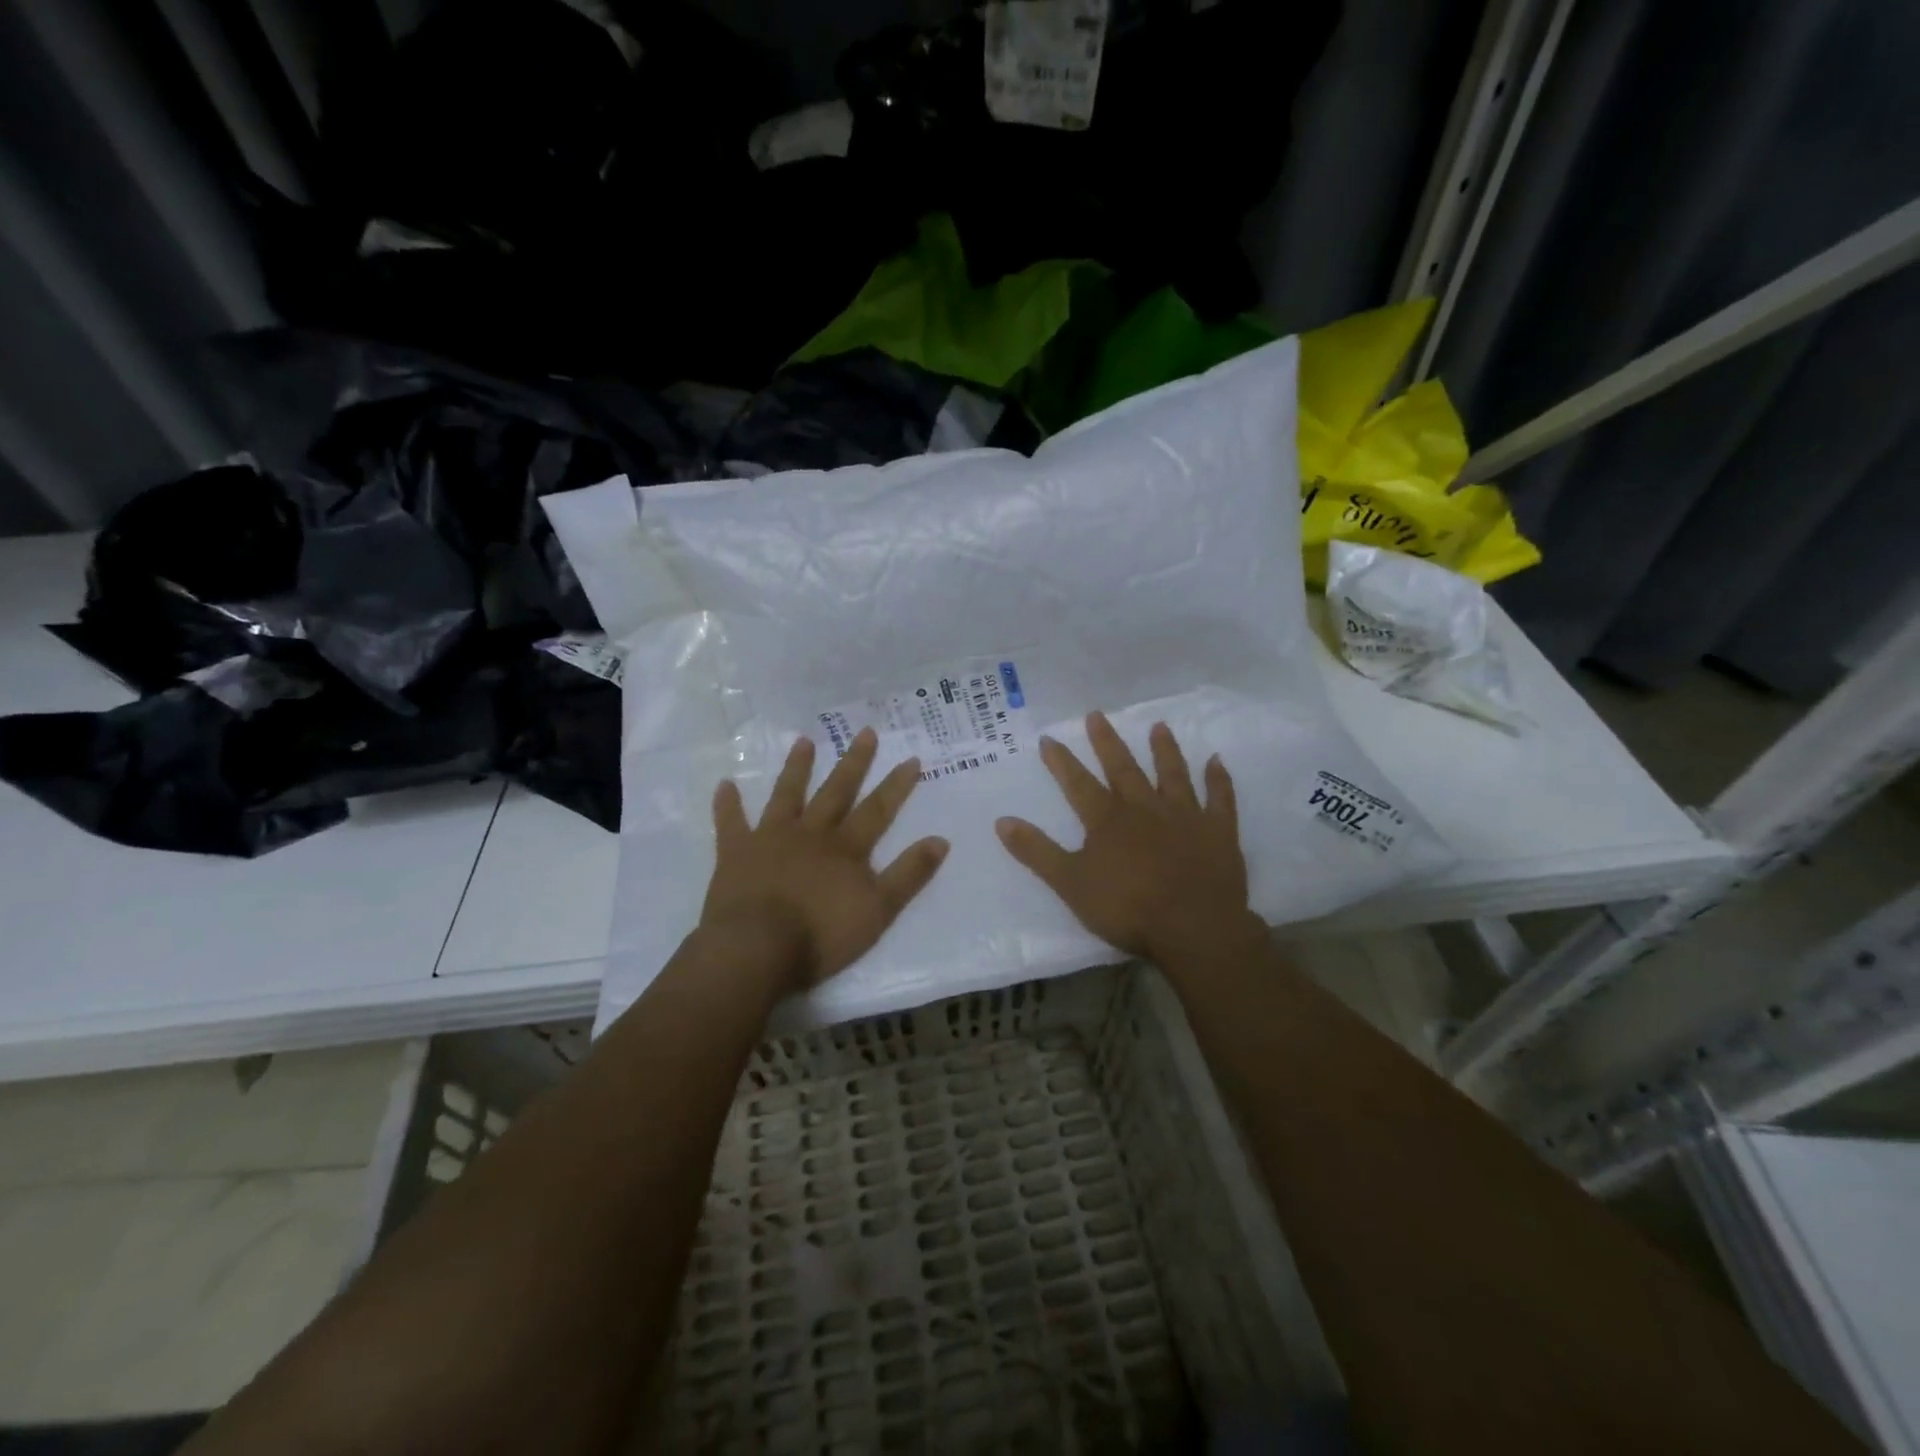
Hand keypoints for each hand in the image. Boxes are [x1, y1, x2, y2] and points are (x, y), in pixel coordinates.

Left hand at [701, 728, 949, 991]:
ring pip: (787, 795)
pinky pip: (731, 822)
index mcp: (846, 848)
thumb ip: (909, 874)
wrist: (758, 948)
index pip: (878, 810)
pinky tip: (725, 784)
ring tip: (804, 741)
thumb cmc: (822, 935)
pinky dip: (728, 804)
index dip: (897, 785)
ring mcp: (771, 838)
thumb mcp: (879, 909)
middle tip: (865, 731)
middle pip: (836, 792)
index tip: (912, 759)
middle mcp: (812, 833)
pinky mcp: (736, 852)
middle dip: (854, 762)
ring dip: (797, 768)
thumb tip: (941, 840)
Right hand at [995, 713, 1255, 965]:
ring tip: (1159, 726)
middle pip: (1123, 768)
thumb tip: (1002, 820)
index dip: (1062, 761)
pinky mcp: (1218, 831)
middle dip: (1107, 742)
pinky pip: (1220, 799)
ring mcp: (1185, 816)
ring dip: (1164, 750)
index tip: (1049, 738)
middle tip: (1097, 714)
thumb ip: (1037, 852)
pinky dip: (1218, 780)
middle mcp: (1145, 808)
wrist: (1194, 928)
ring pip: (1172, 774)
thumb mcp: (1070, 884)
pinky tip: (1217, 762)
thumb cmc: (1128, 908)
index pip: (1078, 783)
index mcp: (1108, 820)